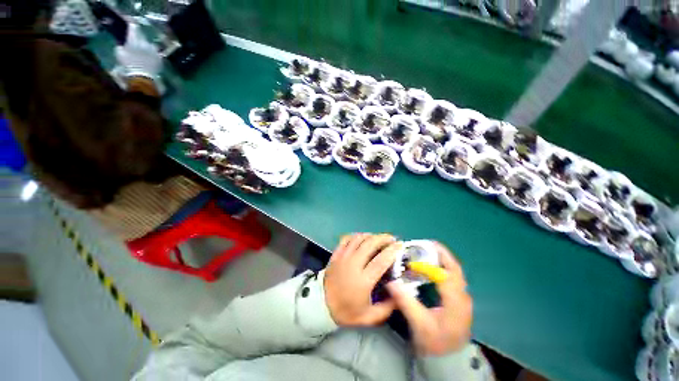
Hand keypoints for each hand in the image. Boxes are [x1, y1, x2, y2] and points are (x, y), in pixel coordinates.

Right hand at [115, 23, 161, 77]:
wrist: (142, 77)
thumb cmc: (128, 65)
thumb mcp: (119, 54)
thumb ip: (120, 46)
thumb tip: (122, 43)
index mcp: (134, 40)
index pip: (133, 27)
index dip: (131, 23)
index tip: (129, 21)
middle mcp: (145, 43)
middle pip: (142, 36)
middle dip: (138, 37)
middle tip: (135, 40)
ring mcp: (154, 50)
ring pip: (150, 44)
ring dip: (146, 46)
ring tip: (143, 51)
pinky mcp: (160, 58)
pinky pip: (156, 53)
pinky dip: (152, 54)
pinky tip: (149, 57)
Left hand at [324, 233, 401, 325]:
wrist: (322, 306)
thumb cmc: (347, 312)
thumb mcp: (370, 317)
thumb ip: (387, 307)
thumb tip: (400, 294)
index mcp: (363, 280)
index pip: (381, 260)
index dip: (392, 250)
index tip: (400, 245)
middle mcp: (353, 264)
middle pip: (370, 244)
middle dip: (383, 238)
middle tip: (391, 238)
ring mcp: (343, 257)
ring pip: (358, 238)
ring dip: (371, 235)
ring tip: (378, 237)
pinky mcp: (336, 254)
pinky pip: (346, 239)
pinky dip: (356, 236)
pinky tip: (362, 238)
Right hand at [386, 243, 471, 355]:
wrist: (448, 359)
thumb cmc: (435, 343)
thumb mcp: (419, 324)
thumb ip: (405, 301)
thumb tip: (390, 282)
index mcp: (455, 303)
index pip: (445, 276)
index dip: (429, 266)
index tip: (412, 262)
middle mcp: (462, 297)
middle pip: (455, 269)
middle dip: (441, 254)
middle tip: (425, 244)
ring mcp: (462, 298)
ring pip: (455, 272)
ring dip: (442, 259)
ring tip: (426, 251)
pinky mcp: (459, 299)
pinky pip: (452, 277)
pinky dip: (443, 267)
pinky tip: (432, 267)